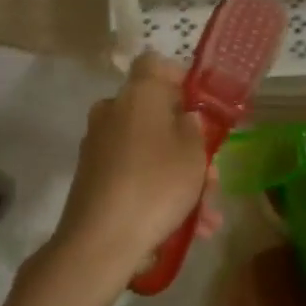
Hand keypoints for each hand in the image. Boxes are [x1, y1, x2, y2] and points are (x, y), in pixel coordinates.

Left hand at [46, 53, 212, 288]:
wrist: (100, 241)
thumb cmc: (156, 184)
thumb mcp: (194, 154)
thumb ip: (196, 128)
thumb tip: (185, 118)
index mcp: (137, 94)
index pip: (155, 64)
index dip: (180, 79)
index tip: (201, 106)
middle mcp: (112, 112)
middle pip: (156, 115)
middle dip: (188, 144)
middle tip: (212, 176)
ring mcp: (98, 146)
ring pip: (149, 151)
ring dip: (179, 178)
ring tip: (207, 217)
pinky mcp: (93, 178)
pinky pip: (135, 175)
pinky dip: (158, 194)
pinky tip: (188, 228)